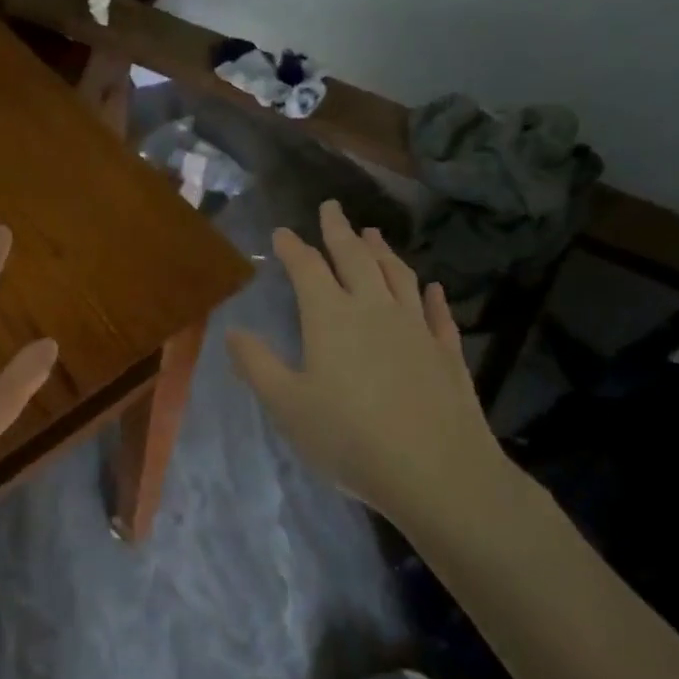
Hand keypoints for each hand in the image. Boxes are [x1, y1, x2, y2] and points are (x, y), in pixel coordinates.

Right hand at [226, 200, 510, 525]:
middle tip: (332, 207)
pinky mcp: (446, 352)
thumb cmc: (349, 437)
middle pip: (355, 258)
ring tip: (373, 233)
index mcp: (330, 317)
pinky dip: (431, 296)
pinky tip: (432, 288)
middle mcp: (374, 309)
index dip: (292, 247)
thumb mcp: (287, 405)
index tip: (282, 232)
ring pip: (397, 276)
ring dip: (383, 251)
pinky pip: (437, 313)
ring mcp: (415, 327)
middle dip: (339, 230)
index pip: (307, 269)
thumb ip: (257, 364)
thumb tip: (232, 330)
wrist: (436, 471)